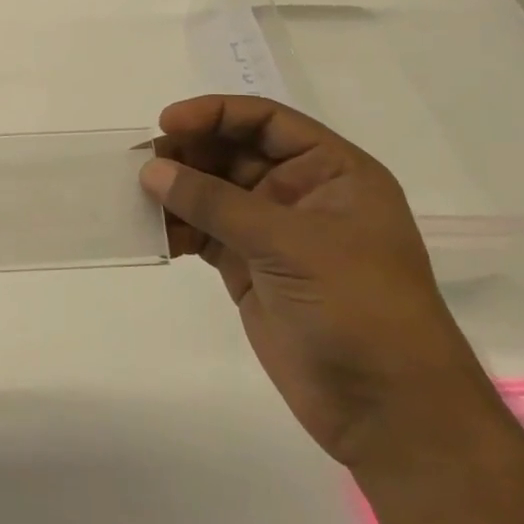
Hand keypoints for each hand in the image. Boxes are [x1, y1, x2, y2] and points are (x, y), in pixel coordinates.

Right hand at [142, 96, 504, 473]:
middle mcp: (300, 194)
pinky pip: (202, 232)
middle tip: (142, 166)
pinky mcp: (248, 267)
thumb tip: (151, 170)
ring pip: (211, 192)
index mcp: (331, 173)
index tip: (166, 123)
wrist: (387, 410)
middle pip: (231, 152)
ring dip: (174, 192)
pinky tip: (152, 235)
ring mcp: (272, 232)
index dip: (216, 114)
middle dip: (187, 154)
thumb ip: (216, 203)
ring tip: (136, 200)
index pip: (267, 121)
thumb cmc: (359, 309)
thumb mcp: (290, 244)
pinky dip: (175, 229)